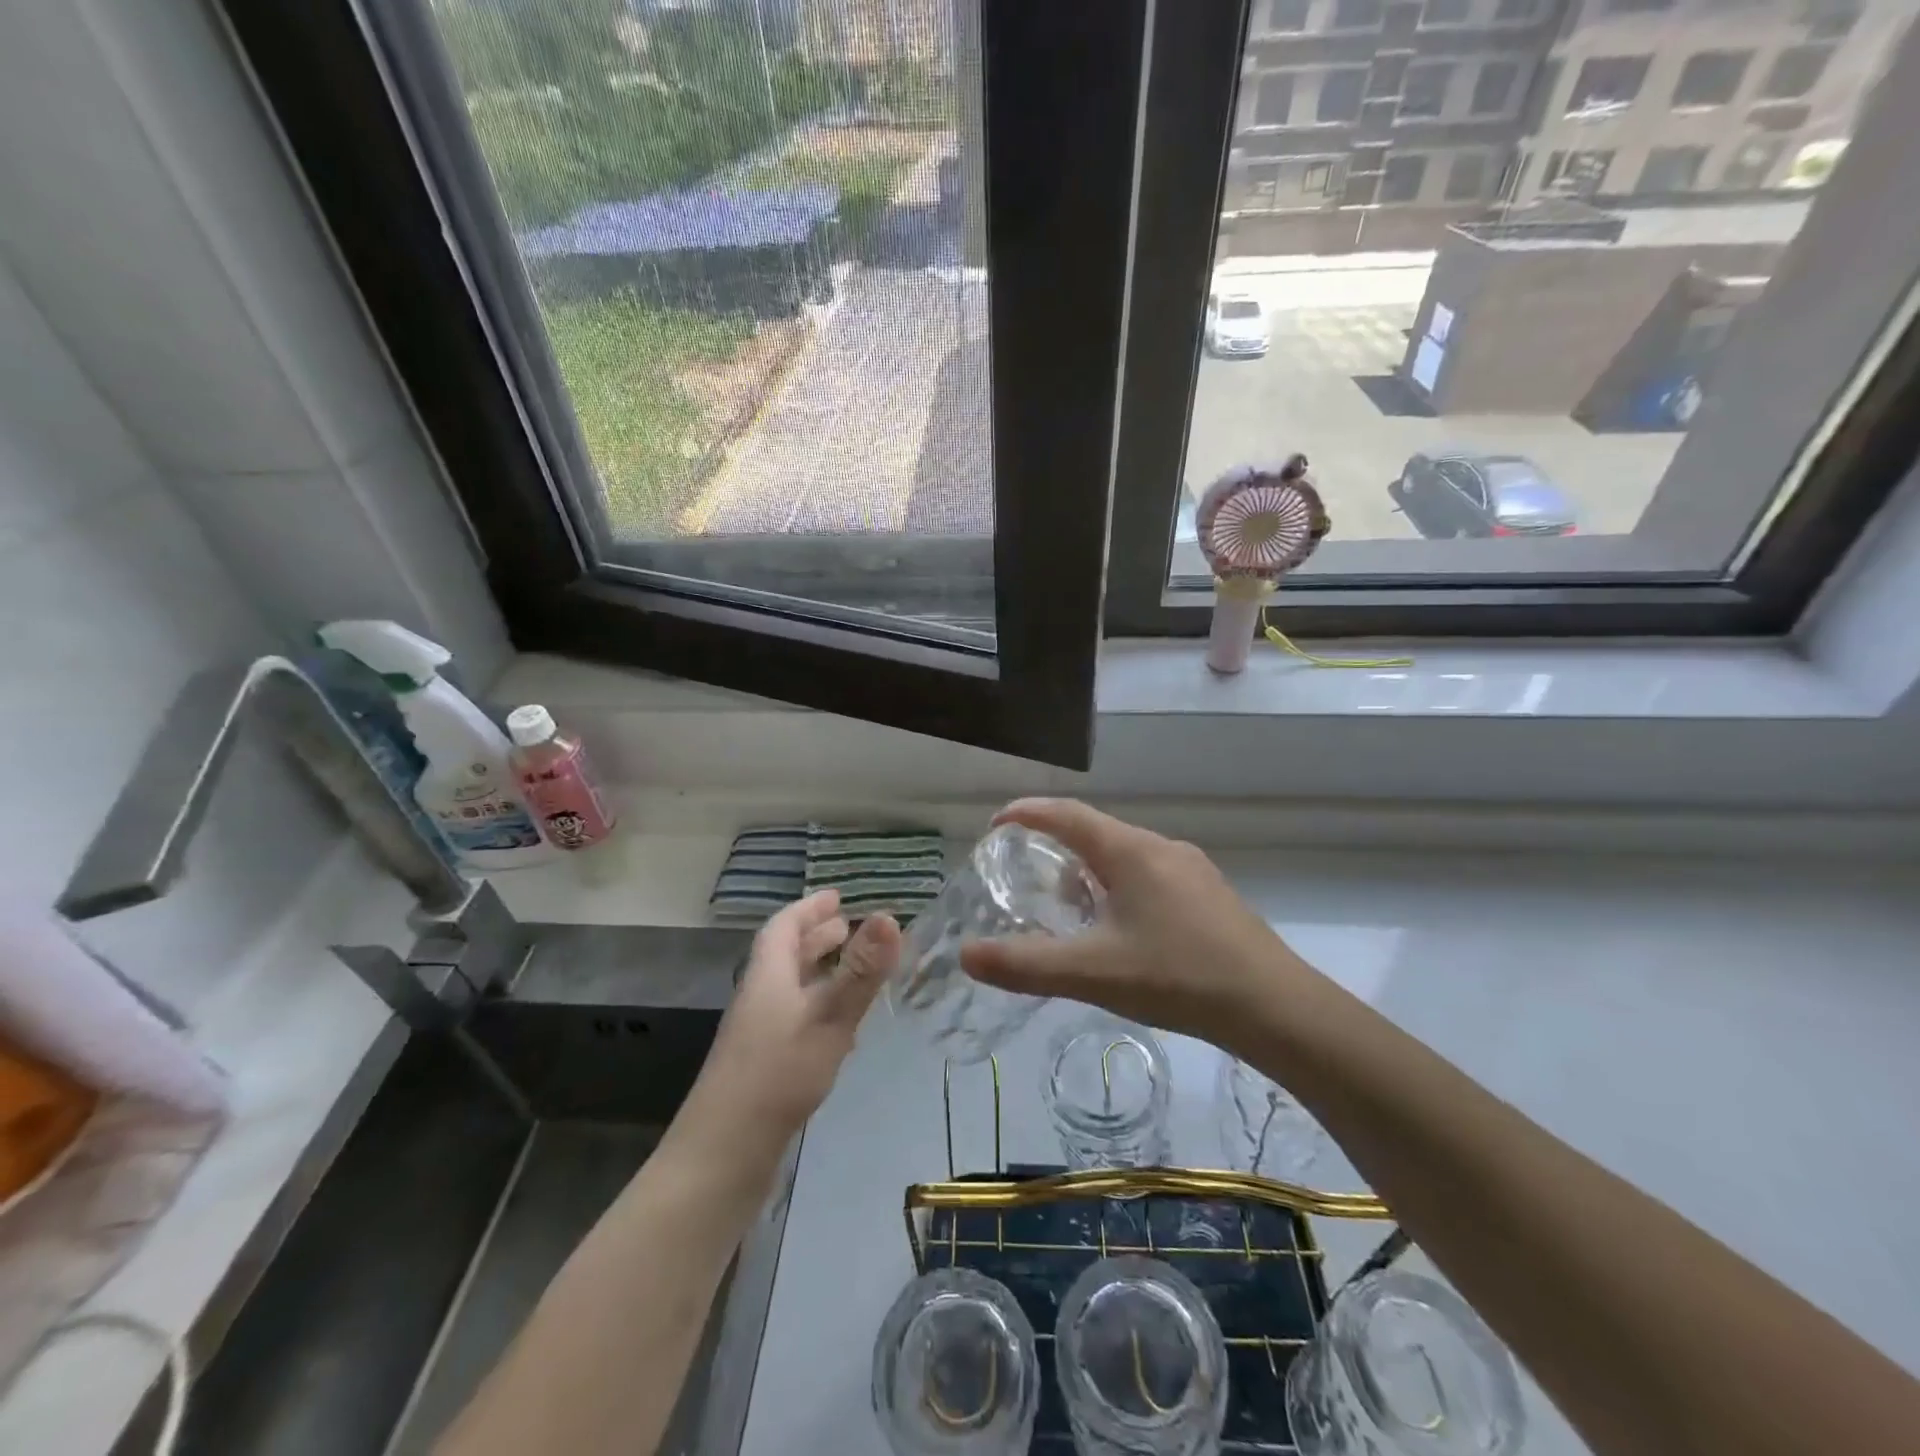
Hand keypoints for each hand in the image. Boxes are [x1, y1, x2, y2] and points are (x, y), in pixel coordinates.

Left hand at [680, 891, 899, 1158]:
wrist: (723, 1154)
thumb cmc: (777, 1074)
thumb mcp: (828, 1018)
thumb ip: (861, 971)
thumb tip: (888, 915)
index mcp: (768, 976)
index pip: (784, 927)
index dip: (809, 908)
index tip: (837, 896)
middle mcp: (760, 997)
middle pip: (785, 955)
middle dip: (816, 936)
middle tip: (847, 925)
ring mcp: (759, 1033)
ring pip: (790, 987)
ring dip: (818, 970)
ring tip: (850, 968)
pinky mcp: (764, 1064)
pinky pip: (795, 1017)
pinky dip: (819, 1005)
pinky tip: (840, 1027)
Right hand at [959, 799, 1313, 1048]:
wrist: (1275, 1007)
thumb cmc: (1177, 977)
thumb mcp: (1093, 972)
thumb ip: (1026, 964)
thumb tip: (966, 955)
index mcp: (1130, 851)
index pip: (1067, 814)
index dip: (1027, 813)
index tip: (995, 825)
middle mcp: (1160, 847)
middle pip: (1095, 831)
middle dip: (1055, 844)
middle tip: (1023, 871)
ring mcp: (1191, 869)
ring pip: (1125, 855)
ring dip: (1089, 868)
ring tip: (1067, 903)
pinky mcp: (1209, 894)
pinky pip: (1149, 874)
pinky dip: (1118, 886)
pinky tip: (1120, 927)